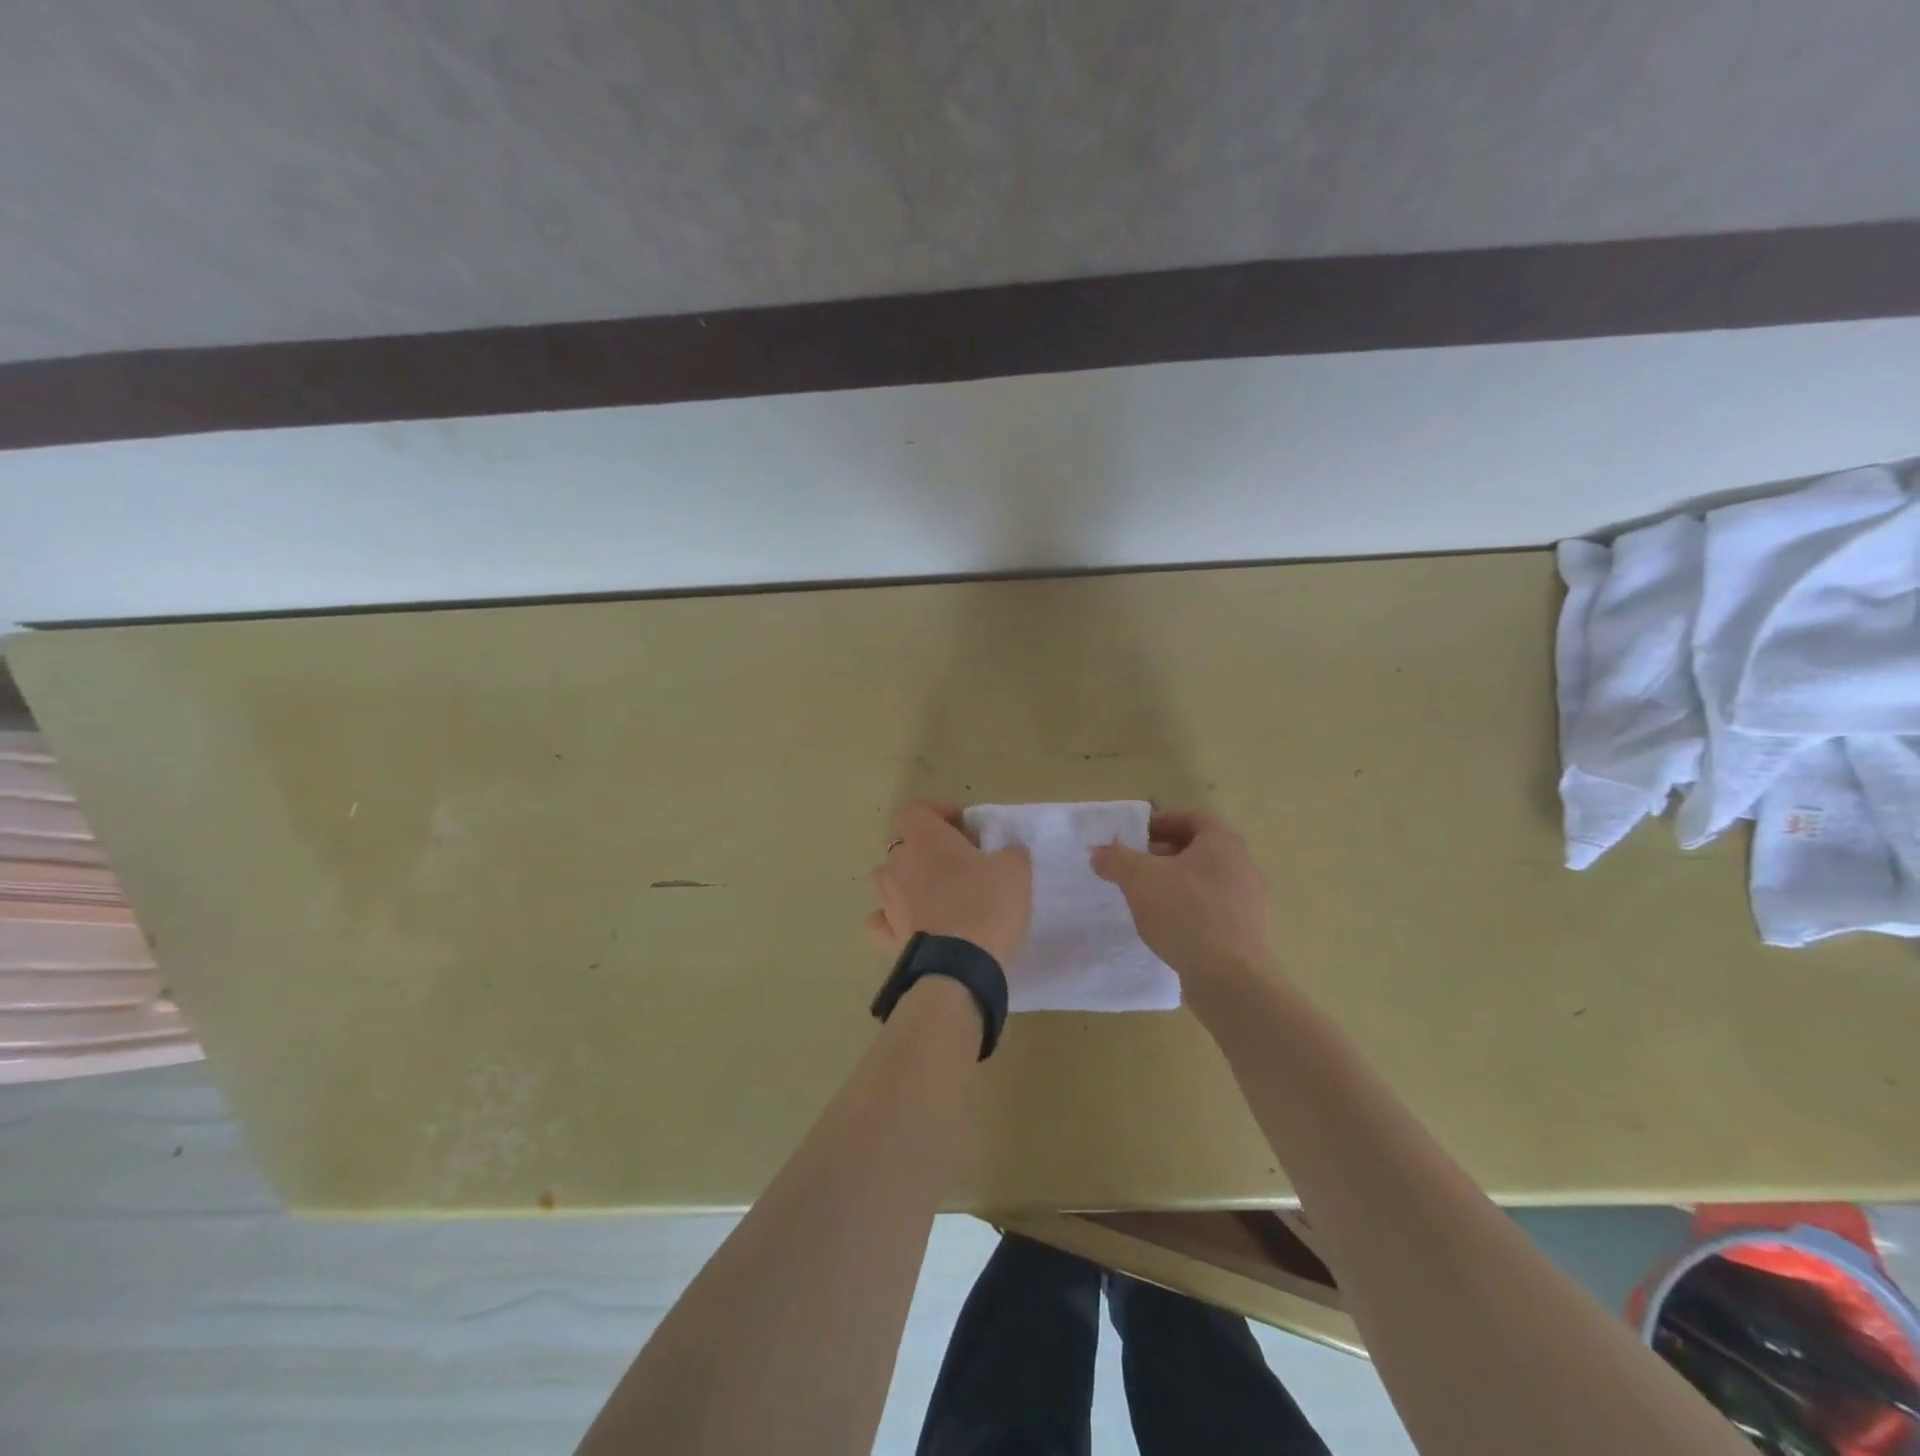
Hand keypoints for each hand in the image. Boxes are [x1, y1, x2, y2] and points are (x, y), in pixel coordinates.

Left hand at [866, 803, 1032, 968]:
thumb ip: (1010, 851)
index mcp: (925, 838)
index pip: (918, 809)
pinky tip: (912, 922)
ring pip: (889, 878)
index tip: (964, 826)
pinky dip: (892, 917)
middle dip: (927, 848)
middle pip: (904, 844)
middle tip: (959, 861)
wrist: (959, 966)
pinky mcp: (887, 934)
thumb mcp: (1015, 870)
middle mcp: (898, 863)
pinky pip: (882, 918)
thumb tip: (1006, 851)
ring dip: (909, 880)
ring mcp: (888, 899)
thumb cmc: (986, 904)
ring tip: (938, 893)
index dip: (939, 812)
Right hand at [1091, 809, 1272, 986]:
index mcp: (1223, 842)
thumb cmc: (1186, 913)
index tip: (1134, 837)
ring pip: (1206, 883)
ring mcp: (1251, 903)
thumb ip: (1116, 859)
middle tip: (1134, 868)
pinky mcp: (1248, 935)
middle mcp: (1244, 866)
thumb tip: (1099, 852)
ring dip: (1176, 886)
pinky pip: (1214, 912)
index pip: (1192, 818)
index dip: (1161, 823)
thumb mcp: (1139, 879)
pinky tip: (1168, 929)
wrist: (1231, 980)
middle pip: (1199, 850)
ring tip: (1146, 900)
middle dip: (1163, 856)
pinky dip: (1190, 913)